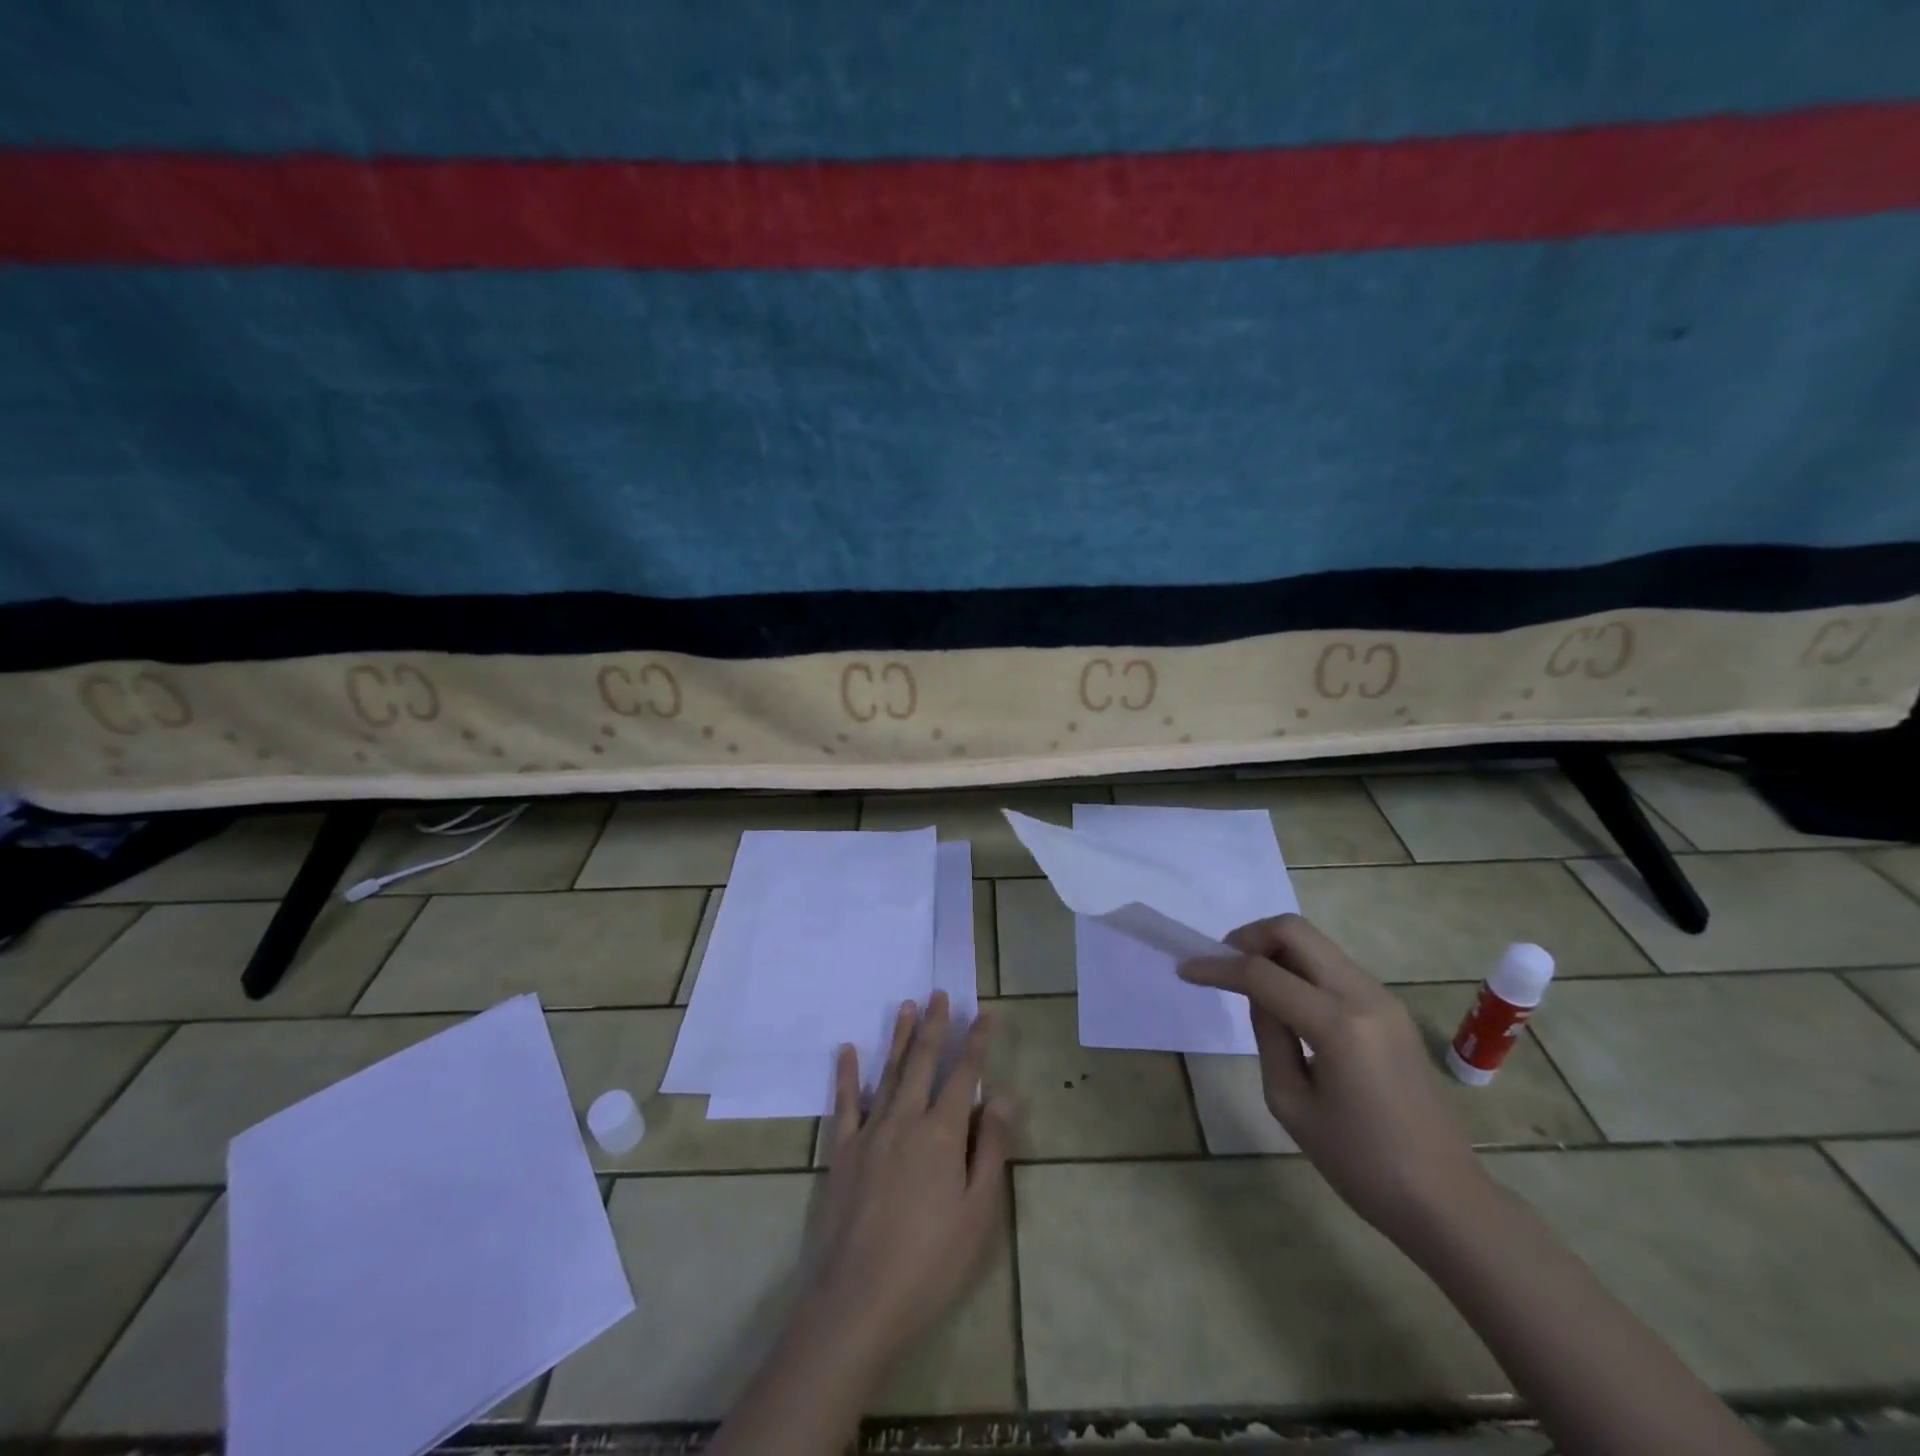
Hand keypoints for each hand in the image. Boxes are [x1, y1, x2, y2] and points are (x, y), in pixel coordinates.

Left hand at [808, 993, 1012, 1364]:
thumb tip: (1007, 1096)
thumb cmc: (931, 1260)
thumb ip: (992, 1148)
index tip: (985, 1013)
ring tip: (907, 1006)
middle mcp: (906, 1119)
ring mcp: (871, 1132)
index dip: (977, 1043)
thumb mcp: (978, 1211)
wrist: (859, 1299)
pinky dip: (847, 1074)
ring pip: (889, 1072)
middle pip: (923, 1062)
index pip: (965, 1075)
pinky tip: (847, 1050)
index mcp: (942, 1133)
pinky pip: (846, 1103)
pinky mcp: (842, 1151)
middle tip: (939, 994)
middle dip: (935, 1026)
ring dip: (899, 1037)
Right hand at [1180, 914, 1488, 1241]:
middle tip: (1222, 962)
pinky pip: (1333, 968)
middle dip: (1249, 937)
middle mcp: (1364, 995)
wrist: (1445, 1200)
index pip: (1262, 974)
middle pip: (1295, 931)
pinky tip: (1284, 1000)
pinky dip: (1299, 969)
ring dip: (1275, 950)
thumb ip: (1268, 1035)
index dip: (1218, 967)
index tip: (1186, 970)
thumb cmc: (1361, 1164)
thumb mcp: (1291, 1102)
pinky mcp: (1390, 1010)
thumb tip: (1258, 995)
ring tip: (1247, 982)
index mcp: (1338, 1024)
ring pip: (1316, 944)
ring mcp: (1383, 999)